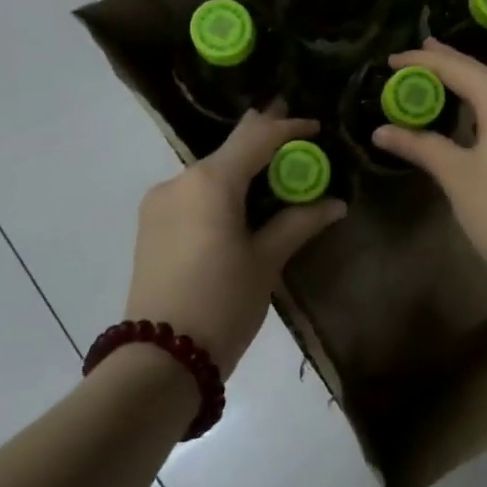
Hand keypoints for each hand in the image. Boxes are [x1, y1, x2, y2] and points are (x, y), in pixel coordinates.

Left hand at [126, 106, 345, 377]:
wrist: (160, 358)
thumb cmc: (223, 303)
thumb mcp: (267, 261)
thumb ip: (300, 223)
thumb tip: (335, 204)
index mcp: (211, 182)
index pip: (257, 137)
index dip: (289, 128)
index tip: (317, 127)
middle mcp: (180, 180)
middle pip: (230, 147)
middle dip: (263, 136)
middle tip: (295, 134)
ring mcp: (160, 202)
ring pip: (211, 170)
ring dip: (243, 166)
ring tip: (275, 171)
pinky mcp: (152, 224)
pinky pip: (195, 192)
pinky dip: (222, 188)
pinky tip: (241, 200)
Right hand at [372, 40, 486, 288]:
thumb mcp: (455, 174)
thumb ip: (420, 145)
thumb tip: (382, 131)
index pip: (458, 68)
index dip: (423, 62)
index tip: (393, 59)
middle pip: (484, 75)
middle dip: (450, 65)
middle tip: (420, 55)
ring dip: (473, 86)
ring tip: (445, 81)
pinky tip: (480, 116)